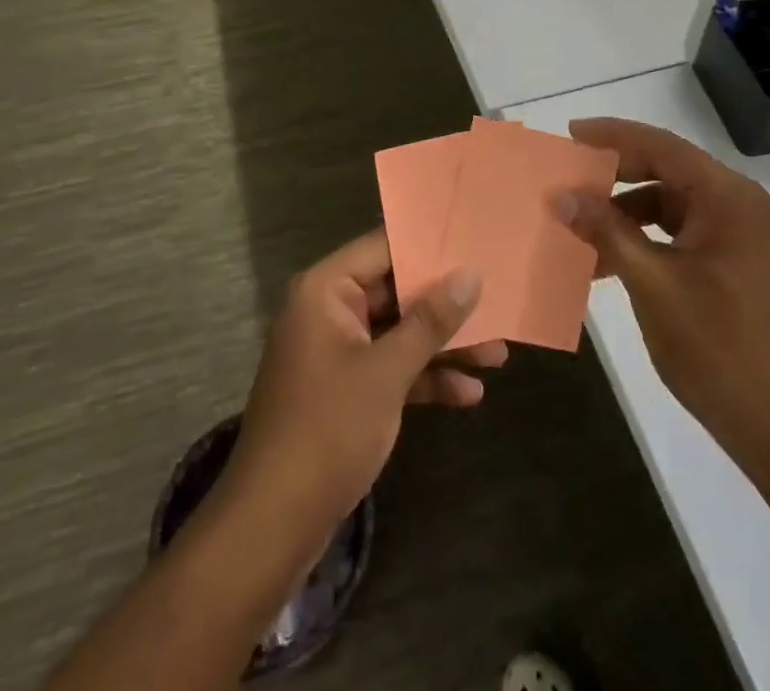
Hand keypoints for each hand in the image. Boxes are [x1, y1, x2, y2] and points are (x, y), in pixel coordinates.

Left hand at [223, 230, 504, 547]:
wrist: (272, 527)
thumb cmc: (327, 430)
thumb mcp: (387, 372)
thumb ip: (431, 320)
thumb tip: (471, 274)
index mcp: (326, 291)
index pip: (383, 247)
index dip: (430, 245)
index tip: (475, 243)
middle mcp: (329, 311)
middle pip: (396, 291)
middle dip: (447, 304)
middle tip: (497, 300)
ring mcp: (337, 352)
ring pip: (399, 332)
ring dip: (444, 345)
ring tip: (498, 354)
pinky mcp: (345, 389)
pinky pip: (391, 367)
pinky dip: (425, 377)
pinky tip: (468, 393)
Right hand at [553, 117, 769, 475]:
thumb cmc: (714, 347)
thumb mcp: (651, 283)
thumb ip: (606, 231)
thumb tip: (561, 197)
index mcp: (729, 198)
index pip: (663, 147)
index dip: (614, 136)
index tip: (571, 134)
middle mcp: (741, 204)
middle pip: (669, 170)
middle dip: (617, 173)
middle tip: (570, 176)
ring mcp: (742, 234)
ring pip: (673, 202)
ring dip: (627, 210)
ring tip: (582, 224)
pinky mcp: (736, 261)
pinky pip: (682, 231)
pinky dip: (646, 237)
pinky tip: (611, 259)